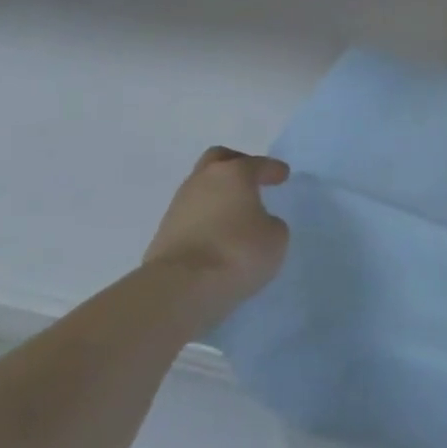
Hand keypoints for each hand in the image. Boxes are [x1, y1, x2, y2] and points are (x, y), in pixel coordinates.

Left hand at [144, 147, 290, 313]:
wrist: (180, 287)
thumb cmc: (237, 252)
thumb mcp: (275, 238)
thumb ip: (270, 223)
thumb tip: (257, 224)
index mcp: (233, 174)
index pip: (257, 164)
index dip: (272, 169)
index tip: (282, 175)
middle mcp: (202, 181)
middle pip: (217, 160)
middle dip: (235, 164)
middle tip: (251, 178)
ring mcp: (178, 206)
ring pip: (200, 188)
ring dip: (217, 194)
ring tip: (233, 212)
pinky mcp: (163, 233)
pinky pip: (190, 216)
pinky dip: (205, 218)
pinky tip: (216, 234)